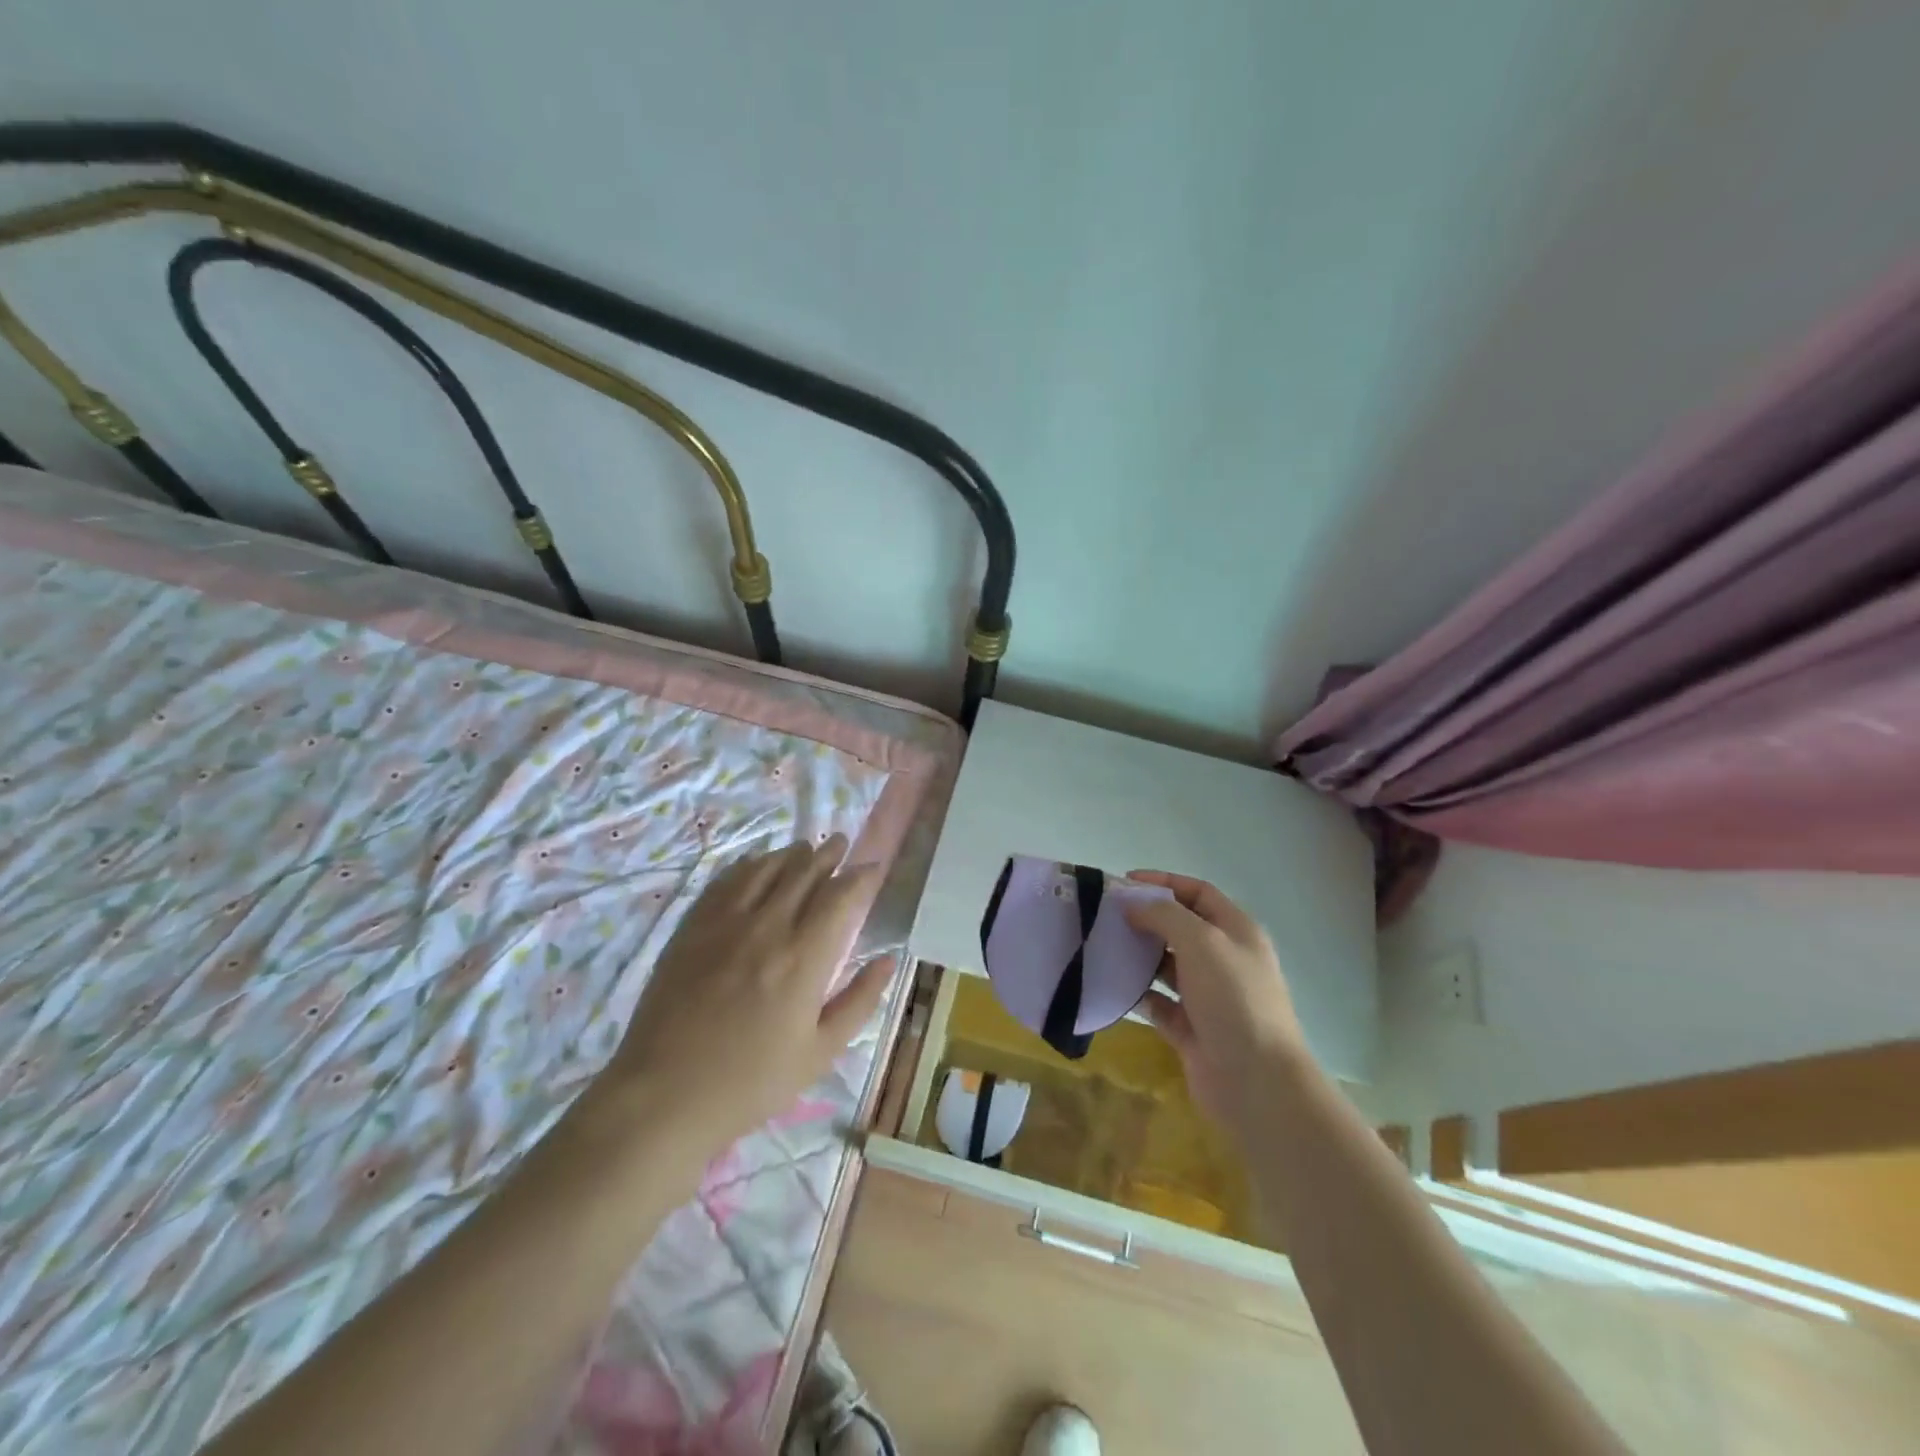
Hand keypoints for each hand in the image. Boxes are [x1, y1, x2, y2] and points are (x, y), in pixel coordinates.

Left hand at [592, 835, 891, 1158]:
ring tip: (806, 849)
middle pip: (804, 871)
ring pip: (766, 868)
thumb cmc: (751, 1082)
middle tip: (842, 844)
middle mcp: (768, 926)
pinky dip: (749, 865)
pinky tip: (757, 864)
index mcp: (804, 957)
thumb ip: (860, 1001)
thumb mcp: (820, 1052)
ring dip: (792, 854)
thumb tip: (888, 960)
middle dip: (829, 854)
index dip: (861, 875)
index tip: (873, 868)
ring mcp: (725, 922)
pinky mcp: (692, 927)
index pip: (841, 895)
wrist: (664, 1095)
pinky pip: (726, 880)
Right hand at [1124, 871, 1309, 1133]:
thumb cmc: (1233, 999)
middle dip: (1146, 918)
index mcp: (1237, 932)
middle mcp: (1224, 960)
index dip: (1163, 883)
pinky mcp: (1192, 1029)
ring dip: (1139, 955)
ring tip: (1103, 946)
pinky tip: (1114, 986)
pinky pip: (1159, 1004)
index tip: (1124, 882)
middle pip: (1181, 928)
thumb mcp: (1201, 942)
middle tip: (1106, 916)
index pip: (1198, 893)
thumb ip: (1164, 915)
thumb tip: (1133, 903)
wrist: (1257, 1082)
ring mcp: (1208, 997)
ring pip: (1167, 966)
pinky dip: (1139, 994)